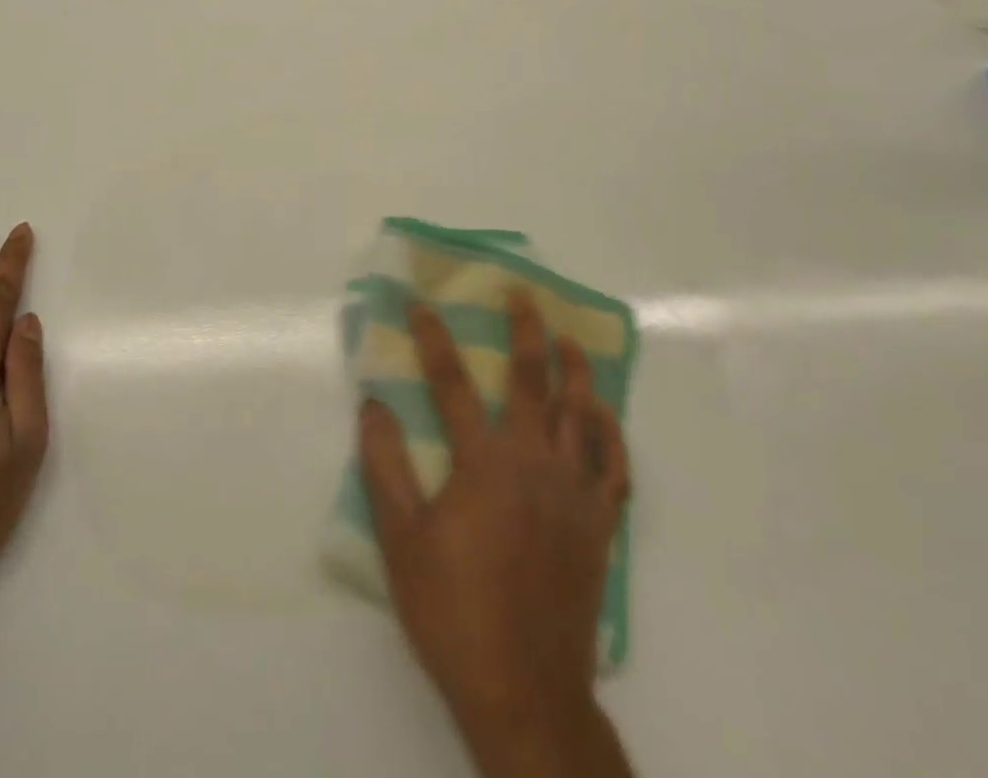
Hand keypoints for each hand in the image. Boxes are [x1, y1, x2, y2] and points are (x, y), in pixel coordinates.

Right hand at [358, 296, 631, 771]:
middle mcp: (534, 463)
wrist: (525, 692)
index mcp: (483, 463)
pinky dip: (610, 433)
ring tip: (567, 338)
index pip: (452, 383)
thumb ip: (385, 466)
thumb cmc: (454, 613)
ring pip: (582, 414)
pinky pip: (614, 466)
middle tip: (521, 294)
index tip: (420, 306)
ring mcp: (574, 493)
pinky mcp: (599, 525)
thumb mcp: (401, 540)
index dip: (433, 339)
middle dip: (525, 330)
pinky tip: (604, 414)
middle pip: (533, 380)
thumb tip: (373, 404)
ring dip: (575, 369)